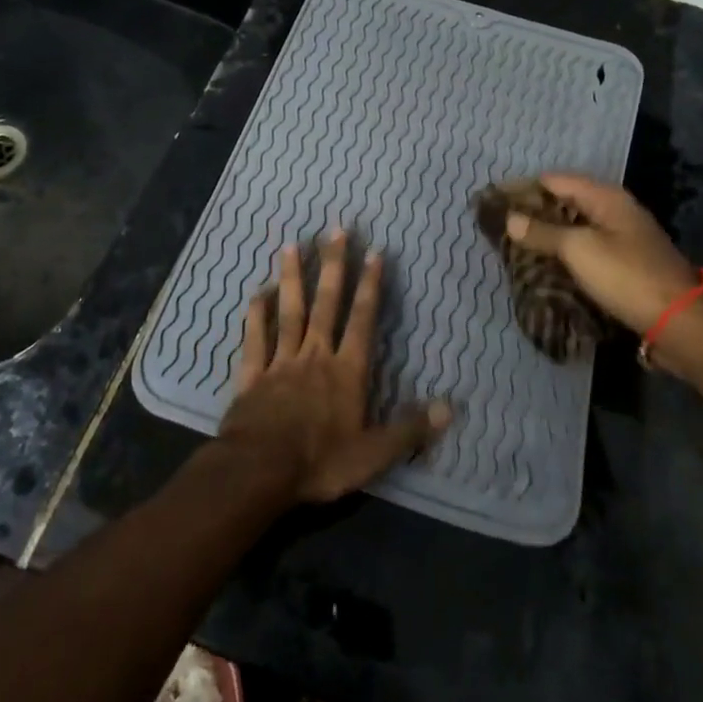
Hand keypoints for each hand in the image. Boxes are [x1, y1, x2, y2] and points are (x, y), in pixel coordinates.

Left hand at [219, 229, 451, 502]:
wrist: (259, 471)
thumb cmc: (320, 462)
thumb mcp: (374, 454)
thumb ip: (410, 429)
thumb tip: (450, 408)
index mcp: (346, 371)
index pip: (362, 320)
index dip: (369, 286)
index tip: (373, 252)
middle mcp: (315, 355)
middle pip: (326, 303)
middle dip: (333, 266)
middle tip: (334, 230)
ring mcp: (281, 362)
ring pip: (289, 311)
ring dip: (292, 278)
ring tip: (291, 245)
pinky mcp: (252, 375)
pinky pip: (255, 338)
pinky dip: (256, 315)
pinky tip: (258, 292)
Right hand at [504, 174, 702, 333]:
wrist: (681, 323)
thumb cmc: (627, 276)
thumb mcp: (579, 250)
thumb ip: (543, 232)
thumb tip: (510, 218)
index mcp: (606, 197)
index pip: (554, 180)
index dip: (523, 188)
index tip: (493, 202)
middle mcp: (614, 211)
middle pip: (565, 203)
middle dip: (533, 212)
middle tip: (499, 226)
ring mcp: (622, 238)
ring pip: (575, 228)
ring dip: (547, 236)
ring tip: (514, 247)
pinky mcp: (625, 265)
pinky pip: (586, 250)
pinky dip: (564, 255)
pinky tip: (545, 267)